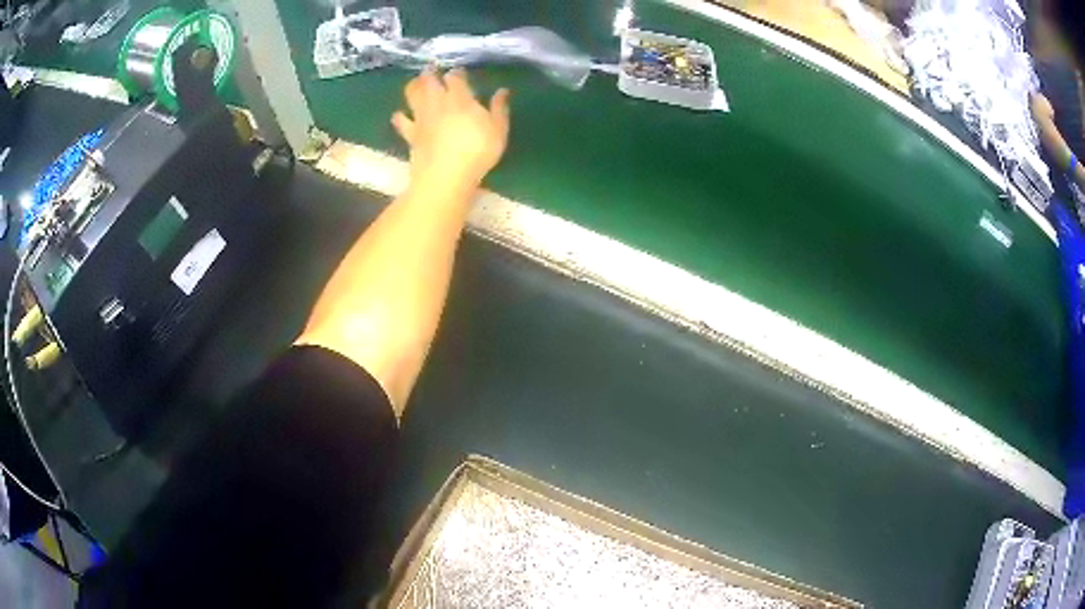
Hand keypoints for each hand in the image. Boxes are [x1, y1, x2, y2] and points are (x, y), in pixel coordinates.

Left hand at [392, 68, 510, 191]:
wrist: (446, 176)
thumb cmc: (477, 152)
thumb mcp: (498, 130)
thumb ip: (499, 109)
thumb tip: (503, 91)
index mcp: (460, 98)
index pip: (455, 77)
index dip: (457, 73)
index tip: (459, 73)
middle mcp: (438, 102)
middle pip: (429, 80)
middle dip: (430, 73)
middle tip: (431, 69)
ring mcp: (421, 117)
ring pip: (412, 94)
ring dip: (413, 86)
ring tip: (416, 84)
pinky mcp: (411, 134)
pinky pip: (401, 121)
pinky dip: (400, 117)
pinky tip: (399, 115)